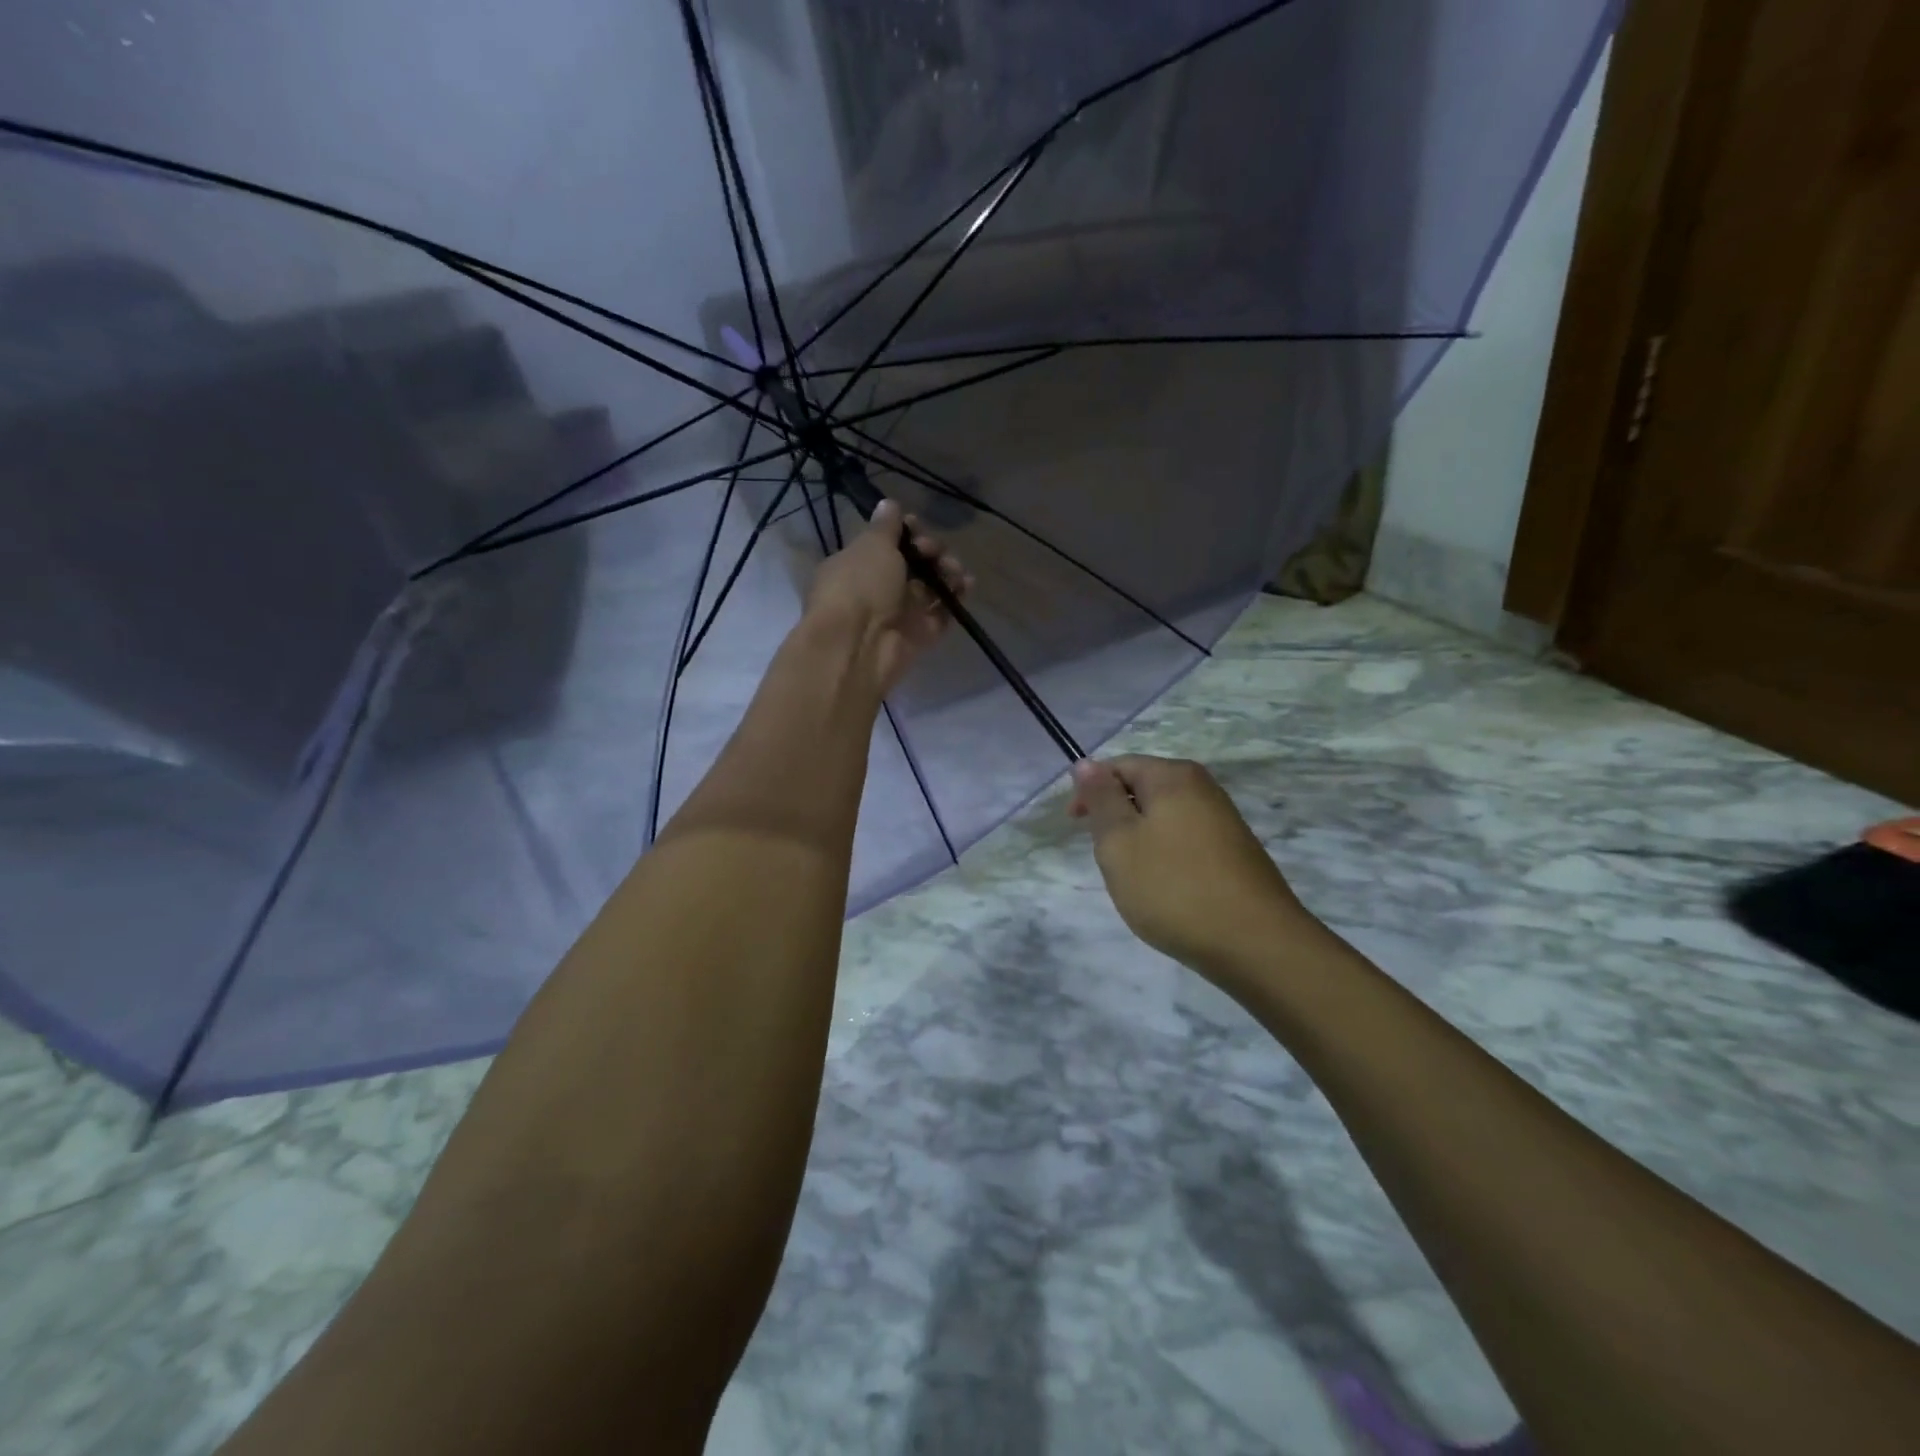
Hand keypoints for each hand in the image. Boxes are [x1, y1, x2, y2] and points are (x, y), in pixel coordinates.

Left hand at [804, 499, 970, 696]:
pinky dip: (955, 600)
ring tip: (956, 570)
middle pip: (912, 566)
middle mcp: (876, 590)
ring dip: (946, 574)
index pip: (885, 544)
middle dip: (930, 552)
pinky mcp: (918, 637)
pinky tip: (968, 586)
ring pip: (929, 590)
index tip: (917, 527)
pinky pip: (941, 615)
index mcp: (857, 565)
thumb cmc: (859, 586)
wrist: (857, 646)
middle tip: (935, 552)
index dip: (905, 532)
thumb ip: (885, 526)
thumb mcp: (871, 546)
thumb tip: (888, 504)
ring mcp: (899, 615)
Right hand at [1069, 756, 1311, 979]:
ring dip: (1139, 840)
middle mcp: (1204, 788)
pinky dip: (1164, 857)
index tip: (1075, 826)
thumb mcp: (1119, 841)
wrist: (1255, 944)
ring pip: (1163, 818)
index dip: (1090, 791)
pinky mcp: (1235, 852)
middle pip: (1143, 789)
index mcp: (1174, 776)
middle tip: (1105, 857)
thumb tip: (1086, 763)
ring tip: (1133, 879)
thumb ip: (1100, 799)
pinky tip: (1165, 890)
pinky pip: (1184, 841)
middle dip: (1115, 818)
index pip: (1119, 765)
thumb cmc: (1173, 887)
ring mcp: (1224, 821)